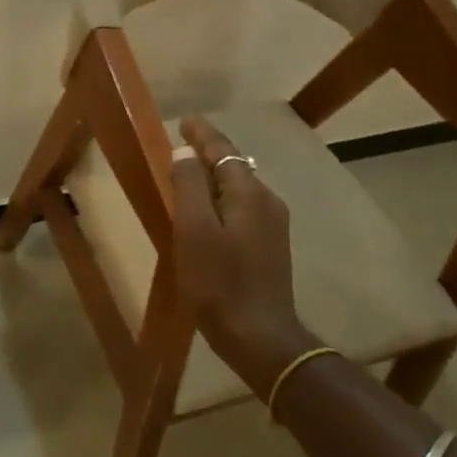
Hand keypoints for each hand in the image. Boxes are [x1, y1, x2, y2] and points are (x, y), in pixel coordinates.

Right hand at [169, 115, 314, 375]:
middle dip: (210, 151)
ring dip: (215, 176)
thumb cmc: (219, 281)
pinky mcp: (269, 248)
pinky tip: (208, 211)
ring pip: (240, 188)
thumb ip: (189, 185)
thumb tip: (186, 152)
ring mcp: (273, 226)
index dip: (203, 133)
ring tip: (190, 172)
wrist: (259, 336)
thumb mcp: (193, 229)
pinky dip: (221, 198)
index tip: (185, 120)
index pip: (224, 150)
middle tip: (183, 142)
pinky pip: (242, 208)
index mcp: (250, 193)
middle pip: (235, 166)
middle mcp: (267, 202)